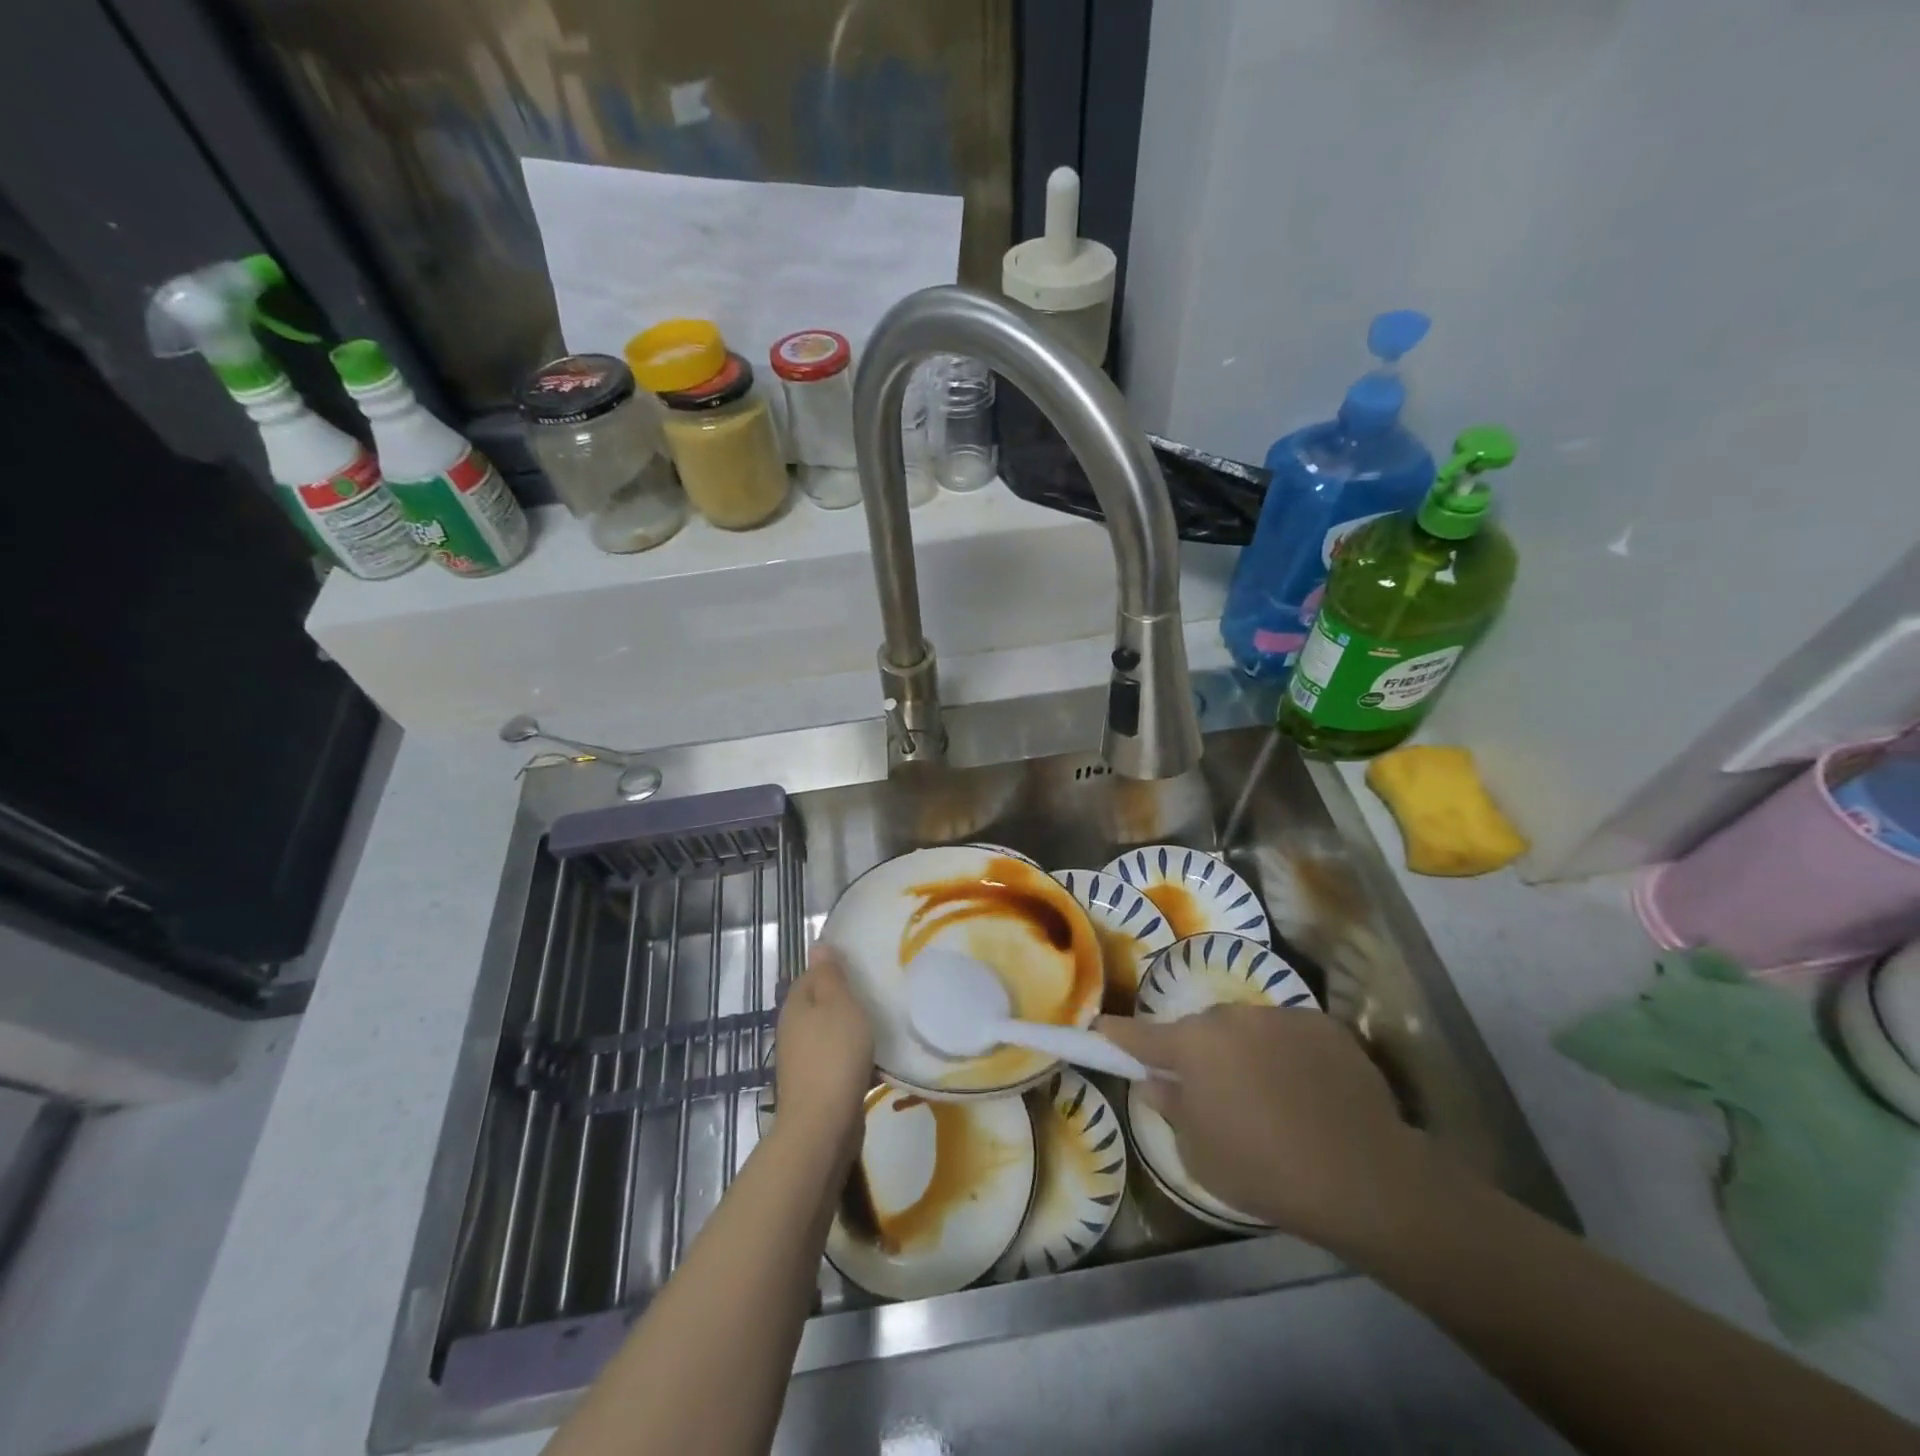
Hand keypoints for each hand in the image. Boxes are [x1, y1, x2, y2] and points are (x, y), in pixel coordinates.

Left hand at [772, 945, 873, 1157]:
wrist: (822, 1125)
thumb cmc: (833, 1054)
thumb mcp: (838, 1004)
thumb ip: (829, 975)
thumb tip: (816, 946)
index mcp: (795, 1004)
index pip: (812, 974)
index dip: (835, 969)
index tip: (863, 966)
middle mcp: (793, 1029)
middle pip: (820, 1005)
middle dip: (844, 1000)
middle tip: (877, 993)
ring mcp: (802, 1060)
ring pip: (829, 1033)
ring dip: (850, 1030)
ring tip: (882, 1024)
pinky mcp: (816, 1085)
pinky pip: (837, 1060)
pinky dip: (854, 1057)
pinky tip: (877, 1060)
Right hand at [1099, 1005, 1426, 1251]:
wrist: (1365, 1177)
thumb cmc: (1265, 1170)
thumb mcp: (1199, 1154)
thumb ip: (1170, 1108)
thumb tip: (1155, 1081)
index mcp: (1192, 1045)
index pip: (1138, 1033)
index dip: (1116, 1034)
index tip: (1101, 1030)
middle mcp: (1229, 1016)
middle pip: (1200, 1030)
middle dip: (1199, 1054)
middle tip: (1216, 1094)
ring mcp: (1279, 1016)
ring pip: (1246, 1030)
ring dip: (1246, 1053)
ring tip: (1273, 1098)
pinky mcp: (1322, 1025)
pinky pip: (1289, 1035)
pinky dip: (1288, 1056)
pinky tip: (1309, 1094)